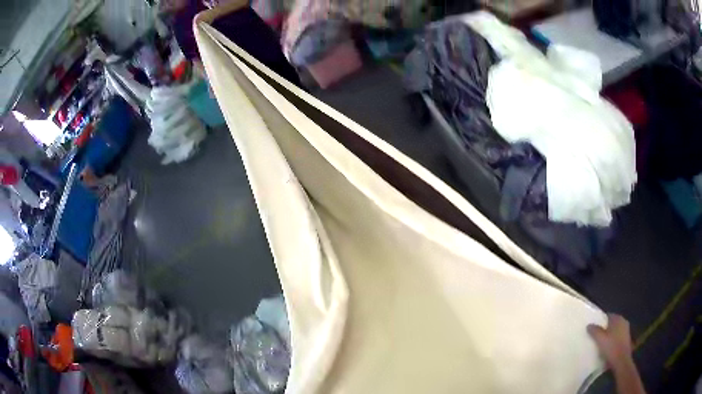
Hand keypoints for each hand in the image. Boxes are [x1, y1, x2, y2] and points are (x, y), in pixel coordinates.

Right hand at [587, 314, 633, 369]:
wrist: (621, 361)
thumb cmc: (611, 347)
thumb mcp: (600, 339)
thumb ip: (594, 331)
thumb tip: (589, 325)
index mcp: (618, 318)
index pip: (607, 315)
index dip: (600, 321)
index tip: (593, 327)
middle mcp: (623, 322)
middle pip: (611, 323)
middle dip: (604, 328)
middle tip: (595, 335)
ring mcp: (625, 331)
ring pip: (614, 331)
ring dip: (608, 335)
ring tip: (600, 342)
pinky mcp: (625, 339)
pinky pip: (616, 337)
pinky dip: (611, 340)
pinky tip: (606, 348)